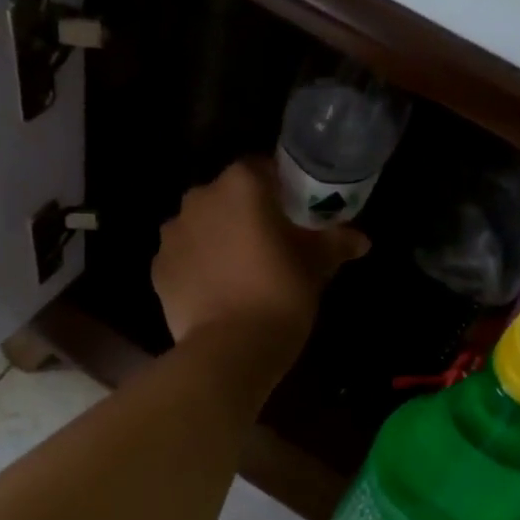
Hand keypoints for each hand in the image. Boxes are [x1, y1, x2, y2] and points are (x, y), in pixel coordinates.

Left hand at [153, 158, 368, 354]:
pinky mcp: (158, 267)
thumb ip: (336, 242)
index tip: (295, 215)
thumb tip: (361, 239)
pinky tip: (216, 290)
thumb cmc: (280, 294)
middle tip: (270, 244)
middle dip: (247, 214)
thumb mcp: (316, 266)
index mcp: (241, 184)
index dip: (282, 191)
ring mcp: (172, 232)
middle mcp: (199, 197)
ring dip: (218, 238)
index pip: (264, 170)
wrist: (231, 348)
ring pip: (202, 225)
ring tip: (240, 271)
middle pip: (228, 196)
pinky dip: (197, 265)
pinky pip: (183, 256)